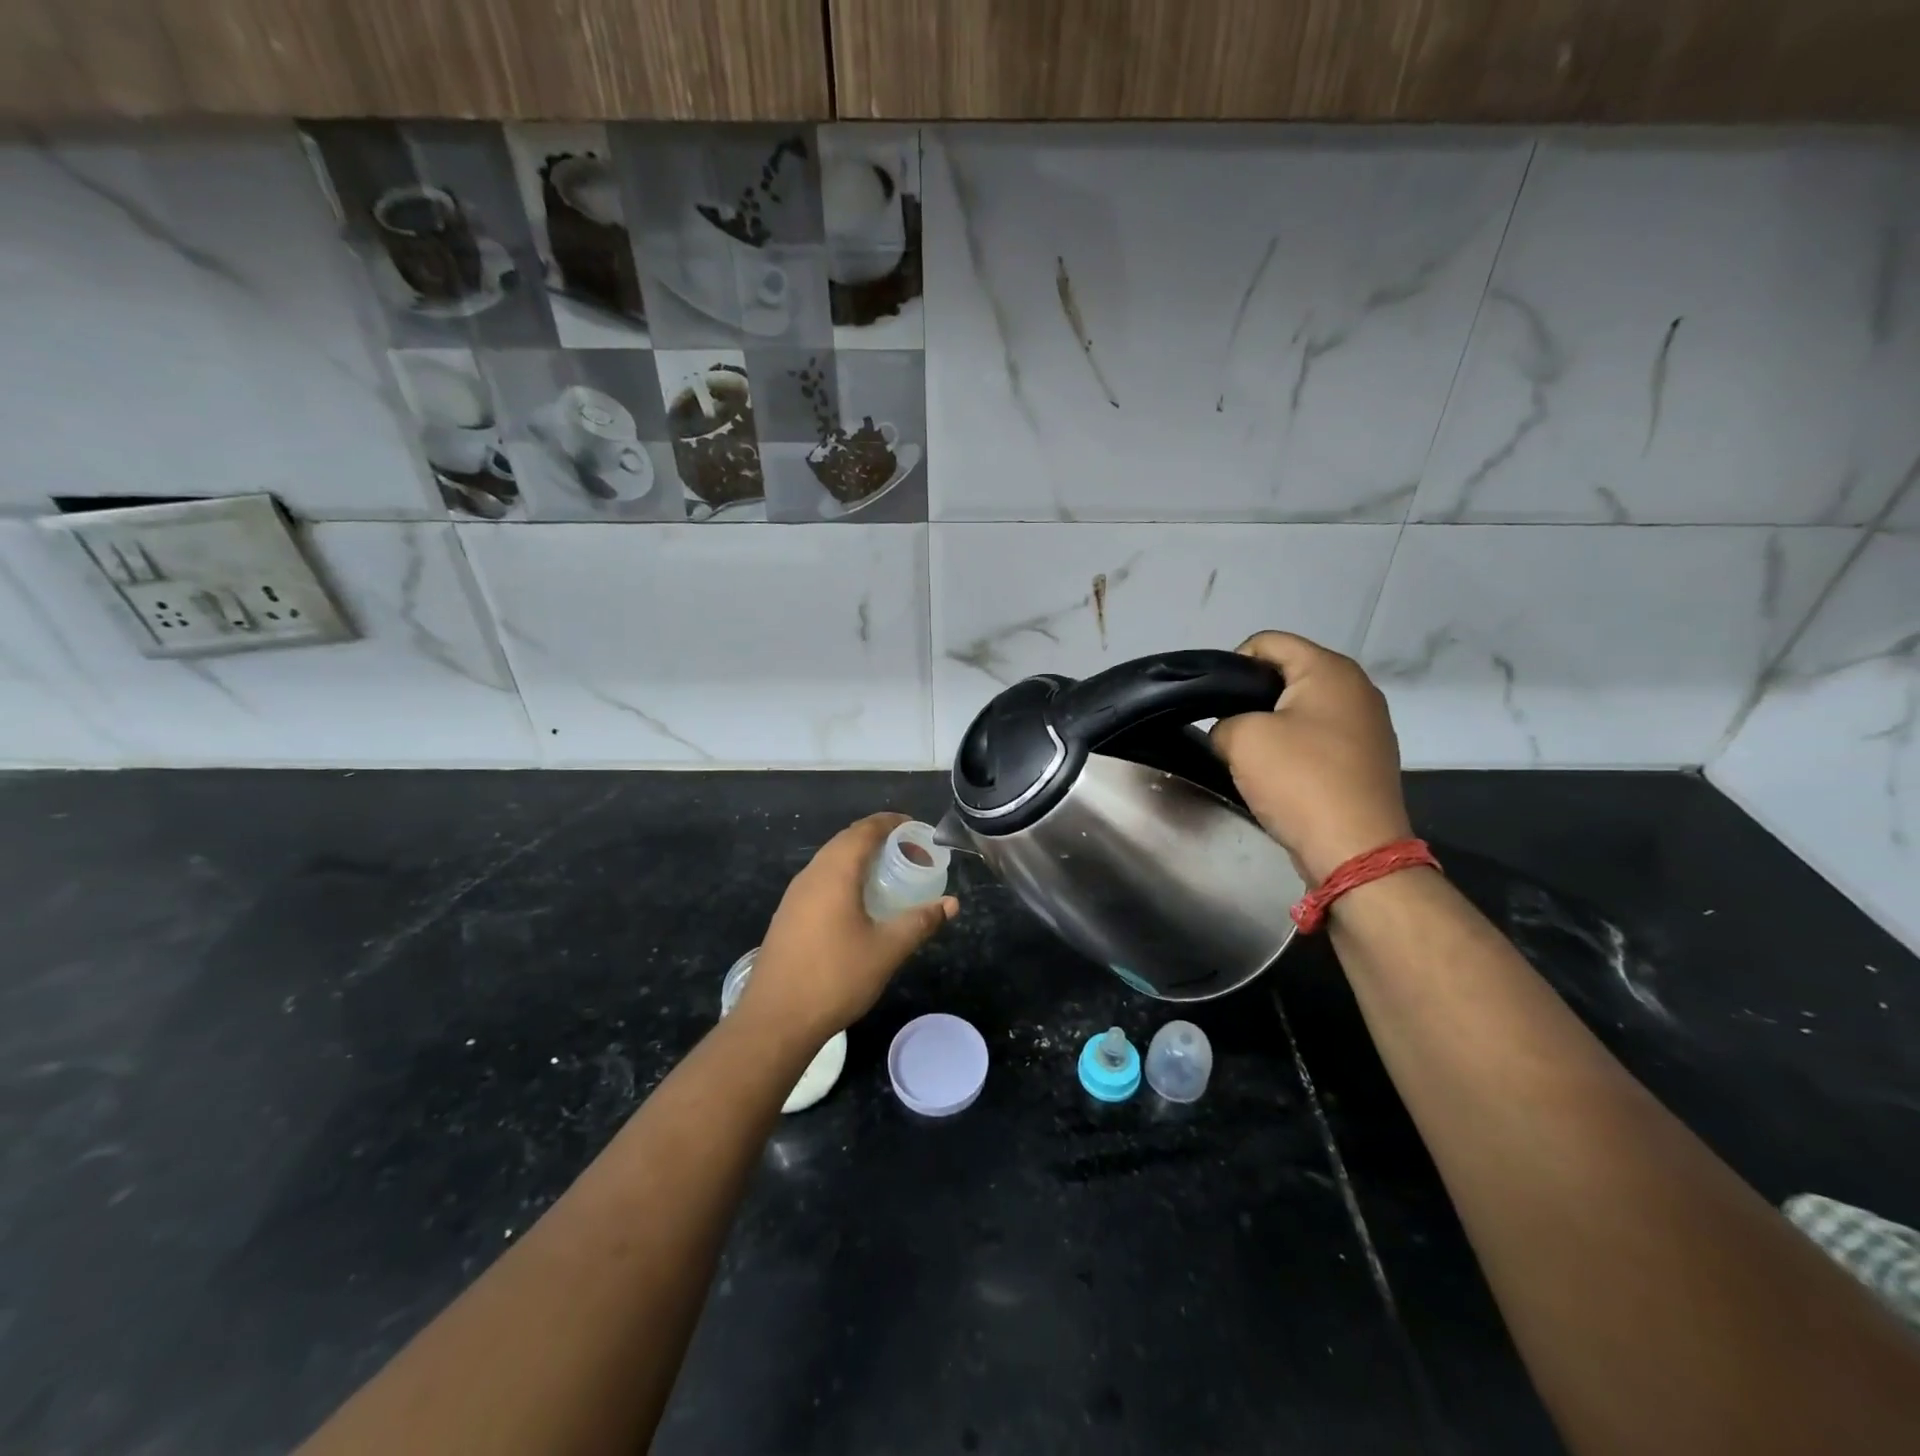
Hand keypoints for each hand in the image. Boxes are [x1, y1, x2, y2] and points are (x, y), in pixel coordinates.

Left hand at [739, 813, 958, 1045]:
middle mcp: (811, 875)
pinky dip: (846, 877)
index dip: (892, 823)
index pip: (864, 830)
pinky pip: (821, 881)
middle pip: (847, 840)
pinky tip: (860, 903)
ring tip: (890, 875)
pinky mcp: (788, 915)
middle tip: (910, 853)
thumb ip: (920, 922)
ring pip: (832, 861)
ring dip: (861, 859)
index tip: (917, 829)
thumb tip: (951, 904)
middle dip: (879, 839)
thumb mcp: (887, 950)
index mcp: (835, 872)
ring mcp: (795, 896)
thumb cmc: (835, 977)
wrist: (775, 1020)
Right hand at [1210, 631, 1413, 883]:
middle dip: (1251, 696)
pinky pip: (1319, 738)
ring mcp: (1368, 725)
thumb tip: (1231, 733)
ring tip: (1249, 755)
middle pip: (1287, 674)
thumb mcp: (1241, 739)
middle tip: (1225, 728)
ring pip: (1302, 709)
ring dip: (1272, 726)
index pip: (1268, 642)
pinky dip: (1295, 749)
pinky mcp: (1367, 759)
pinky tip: (1279, 776)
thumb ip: (1223, 722)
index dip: (1232, 664)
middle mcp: (1357, 688)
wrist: (1355, 849)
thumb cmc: (1299, 780)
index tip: (1213, 700)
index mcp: (1330, 670)